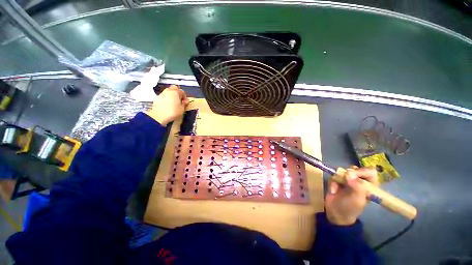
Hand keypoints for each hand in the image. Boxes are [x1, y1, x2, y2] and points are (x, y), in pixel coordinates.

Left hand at [145, 85, 189, 125]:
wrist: (159, 116)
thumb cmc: (171, 112)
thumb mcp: (182, 109)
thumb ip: (184, 104)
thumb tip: (185, 102)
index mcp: (175, 93)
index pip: (182, 91)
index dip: (185, 97)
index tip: (185, 102)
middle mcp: (168, 91)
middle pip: (174, 88)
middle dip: (178, 92)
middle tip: (180, 99)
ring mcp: (162, 94)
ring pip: (168, 91)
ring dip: (172, 95)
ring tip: (174, 102)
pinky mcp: (158, 98)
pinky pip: (164, 96)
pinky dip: (167, 98)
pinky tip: (168, 105)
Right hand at [325, 167, 378, 225]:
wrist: (335, 214)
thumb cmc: (350, 208)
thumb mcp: (356, 199)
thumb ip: (357, 186)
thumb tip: (349, 173)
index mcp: (370, 186)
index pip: (370, 172)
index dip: (362, 171)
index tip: (352, 175)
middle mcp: (359, 182)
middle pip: (356, 169)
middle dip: (348, 173)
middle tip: (344, 178)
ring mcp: (348, 181)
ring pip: (343, 171)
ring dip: (338, 178)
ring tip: (337, 186)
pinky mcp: (337, 181)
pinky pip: (334, 176)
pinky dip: (332, 183)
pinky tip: (333, 191)